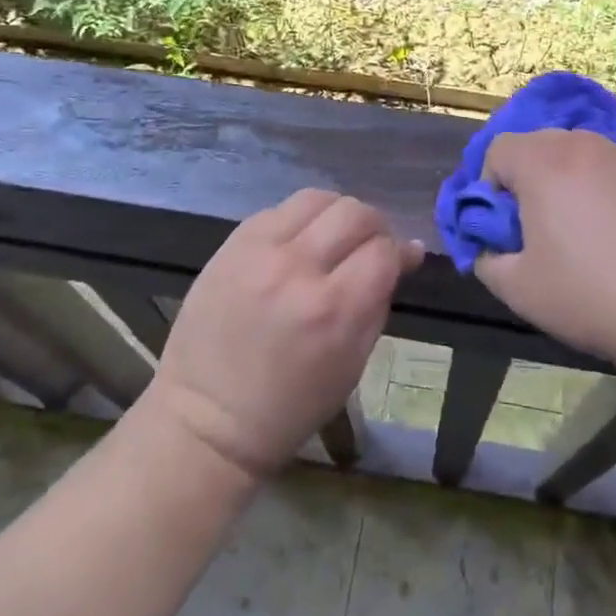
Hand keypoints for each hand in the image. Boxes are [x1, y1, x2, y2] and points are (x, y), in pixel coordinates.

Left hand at [144, 189, 419, 479]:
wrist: (208, 416)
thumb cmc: (292, 403)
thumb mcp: (354, 362)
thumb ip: (380, 299)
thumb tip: (407, 252)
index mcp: (334, 309)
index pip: (383, 250)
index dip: (397, 253)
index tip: (397, 262)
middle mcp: (297, 269)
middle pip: (354, 213)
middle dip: (374, 226)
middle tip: (370, 247)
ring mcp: (258, 251)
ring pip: (317, 198)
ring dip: (336, 215)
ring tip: (333, 239)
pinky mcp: (230, 245)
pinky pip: (278, 210)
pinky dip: (299, 223)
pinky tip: (297, 245)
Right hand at [474, 129, 615, 364]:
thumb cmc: (589, 294)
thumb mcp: (516, 287)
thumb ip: (486, 257)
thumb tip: (490, 244)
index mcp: (543, 162)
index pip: (497, 149)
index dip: (489, 187)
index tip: (504, 227)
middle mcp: (582, 146)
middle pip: (534, 144)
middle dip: (523, 179)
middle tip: (534, 228)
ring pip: (571, 154)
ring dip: (559, 181)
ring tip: (572, 230)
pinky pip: (603, 168)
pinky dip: (592, 188)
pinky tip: (608, 233)